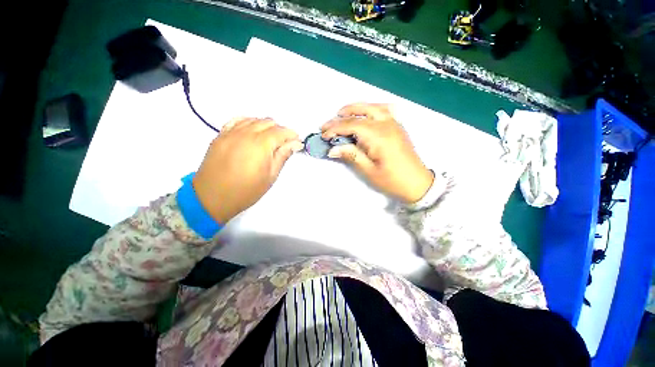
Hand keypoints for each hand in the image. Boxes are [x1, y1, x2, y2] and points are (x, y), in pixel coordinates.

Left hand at [193, 118, 302, 222]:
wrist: (212, 197)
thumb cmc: (246, 191)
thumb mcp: (270, 176)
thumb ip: (283, 156)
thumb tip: (295, 144)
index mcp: (260, 144)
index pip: (281, 131)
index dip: (291, 135)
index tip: (297, 141)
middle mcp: (246, 133)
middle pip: (268, 122)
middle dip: (280, 130)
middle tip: (284, 144)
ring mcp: (231, 133)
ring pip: (253, 119)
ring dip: (265, 126)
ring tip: (269, 139)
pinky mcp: (220, 135)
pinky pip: (237, 120)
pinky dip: (248, 122)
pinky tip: (252, 131)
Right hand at [322, 103, 433, 203]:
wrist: (417, 183)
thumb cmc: (392, 180)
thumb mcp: (369, 170)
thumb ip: (351, 155)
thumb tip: (332, 149)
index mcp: (379, 136)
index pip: (352, 125)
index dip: (335, 129)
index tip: (323, 135)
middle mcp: (387, 125)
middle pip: (360, 113)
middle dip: (341, 116)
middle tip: (327, 124)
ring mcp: (394, 123)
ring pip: (372, 107)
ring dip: (355, 108)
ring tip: (341, 114)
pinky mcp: (398, 126)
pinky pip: (385, 110)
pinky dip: (371, 108)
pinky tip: (366, 113)